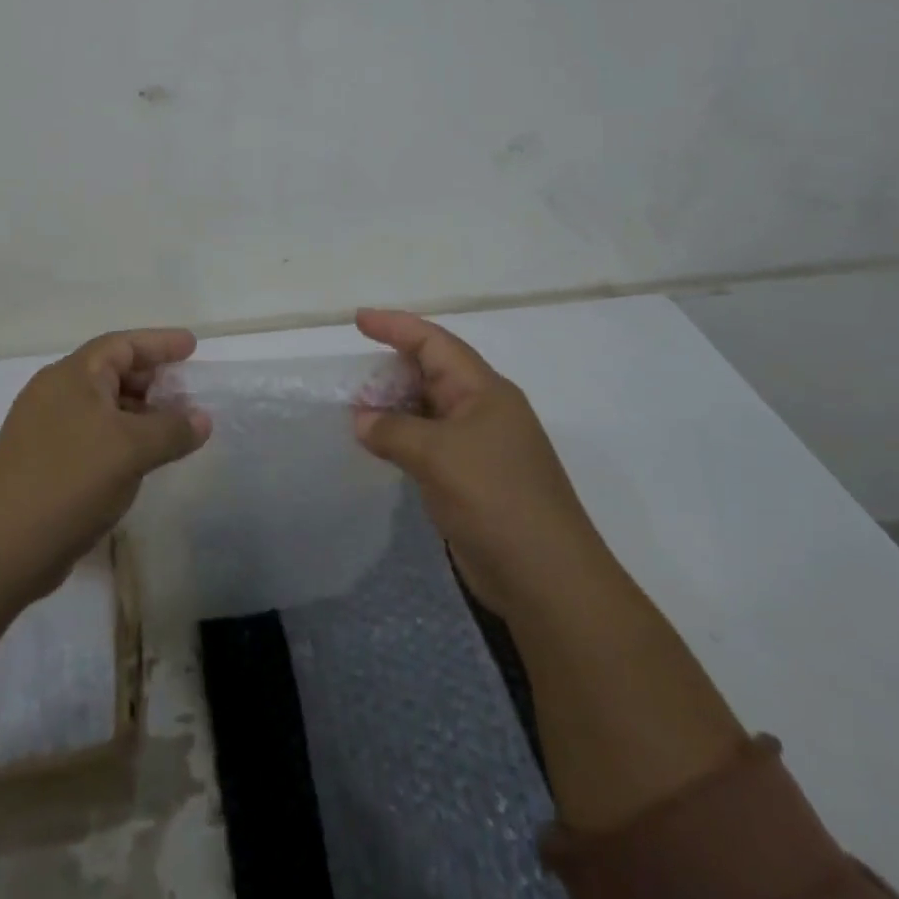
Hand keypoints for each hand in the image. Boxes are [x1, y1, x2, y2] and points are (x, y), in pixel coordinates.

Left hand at [0, 328, 212, 603]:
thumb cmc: (69, 480)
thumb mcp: (131, 449)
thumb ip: (172, 429)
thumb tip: (202, 418)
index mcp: (72, 376)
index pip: (122, 344)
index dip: (159, 343)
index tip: (192, 346)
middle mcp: (55, 394)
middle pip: (111, 372)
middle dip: (151, 378)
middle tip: (186, 389)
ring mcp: (46, 430)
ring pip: (102, 408)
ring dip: (139, 413)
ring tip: (173, 427)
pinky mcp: (44, 464)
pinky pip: (93, 437)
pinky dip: (122, 439)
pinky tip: (141, 460)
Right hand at [353, 308, 598, 619]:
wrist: (546, 578)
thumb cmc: (495, 498)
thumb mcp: (437, 455)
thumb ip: (393, 430)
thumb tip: (362, 419)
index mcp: (484, 390)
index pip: (435, 343)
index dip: (396, 326)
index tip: (358, 320)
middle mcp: (483, 410)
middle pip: (432, 373)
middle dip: (392, 369)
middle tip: (352, 379)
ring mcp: (479, 447)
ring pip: (428, 410)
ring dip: (394, 407)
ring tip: (356, 412)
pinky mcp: (471, 479)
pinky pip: (429, 443)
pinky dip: (402, 438)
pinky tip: (380, 446)